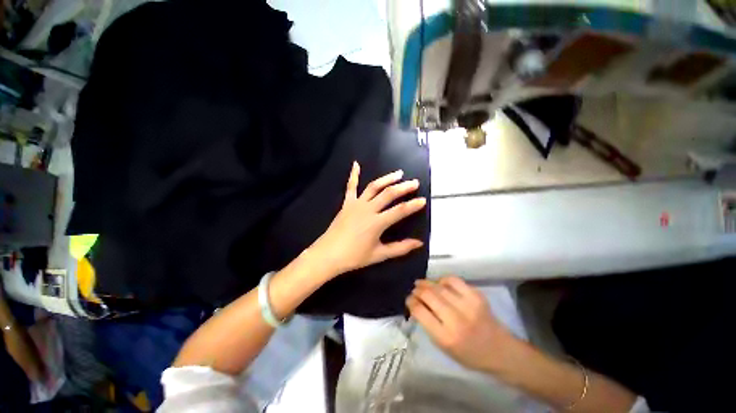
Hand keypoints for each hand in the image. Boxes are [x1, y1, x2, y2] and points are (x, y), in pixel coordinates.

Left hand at [310, 161, 425, 276]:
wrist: (328, 254)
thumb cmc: (354, 256)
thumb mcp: (379, 255)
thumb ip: (400, 248)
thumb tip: (419, 243)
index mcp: (377, 223)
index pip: (399, 211)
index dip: (413, 205)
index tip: (423, 200)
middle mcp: (368, 209)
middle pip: (388, 194)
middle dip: (403, 187)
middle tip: (414, 182)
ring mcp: (356, 204)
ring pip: (374, 187)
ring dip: (387, 179)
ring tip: (398, 173)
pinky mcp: (347, 203)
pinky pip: (351, 187)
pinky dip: (353, 175)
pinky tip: (356, 164)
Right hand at [406, 276, 513, 372]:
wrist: (500, 350)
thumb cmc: (468, 354)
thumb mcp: (444, 347)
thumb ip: (428, 325)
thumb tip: (416, 304)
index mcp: (445, 337)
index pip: (420, 311)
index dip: (410, 302)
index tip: (408, 299)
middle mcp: (456, 320)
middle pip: (428, 295)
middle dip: (417, 290)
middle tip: (414, 290)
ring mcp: (468, 305)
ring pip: (439, 286)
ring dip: (427, 283)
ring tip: (422, 284)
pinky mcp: (477, 296)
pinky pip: (454, 280)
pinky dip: (443, 279)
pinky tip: (440, 283)